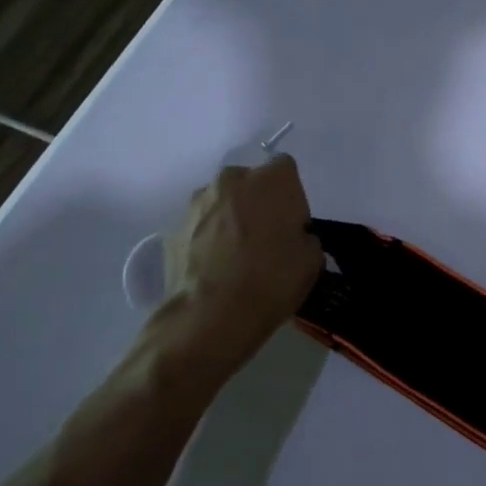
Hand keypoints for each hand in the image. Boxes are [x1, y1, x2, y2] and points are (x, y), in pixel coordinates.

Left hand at [155, 157, 322, 377]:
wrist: (211, 316)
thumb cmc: (272, 279)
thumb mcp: (312, 258)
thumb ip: (303, 236)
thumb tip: (291, 238)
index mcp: (271, 179)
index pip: (286, 169)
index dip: (292, 196)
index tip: (293, 225)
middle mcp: (231, 180)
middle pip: (250, 182)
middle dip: (258, 202)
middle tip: (266, 238)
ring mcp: (196, 203)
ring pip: (222, 203)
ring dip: (230, 219)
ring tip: (237, 256)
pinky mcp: (172, 229)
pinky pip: (200, 227)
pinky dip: (208, 240)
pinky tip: (216, 270)